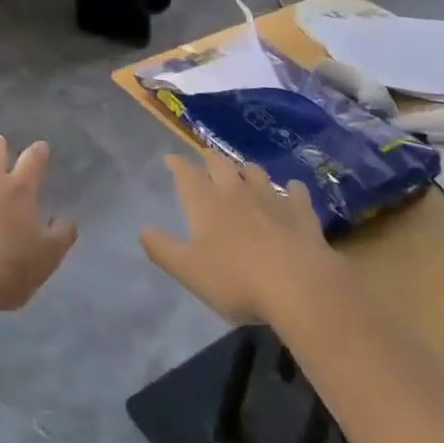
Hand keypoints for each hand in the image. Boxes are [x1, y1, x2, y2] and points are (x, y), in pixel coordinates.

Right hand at [140, 146, 341, 324]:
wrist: (298, 285)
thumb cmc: (236, 280)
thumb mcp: (188, 271)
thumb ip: (163, 250)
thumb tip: (142, 230)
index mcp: (206, 203)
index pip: (186, 175)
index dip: (177, 164)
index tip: (171, 159)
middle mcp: (236, 192)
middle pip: (220, 165)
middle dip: (210, 158)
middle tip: (206, 157)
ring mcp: (270, 198)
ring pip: (255, 172)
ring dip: (246, 169)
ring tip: (243, 170)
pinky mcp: (301, 212)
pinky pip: (295, 192)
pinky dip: (291, 189)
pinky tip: (292, 191)